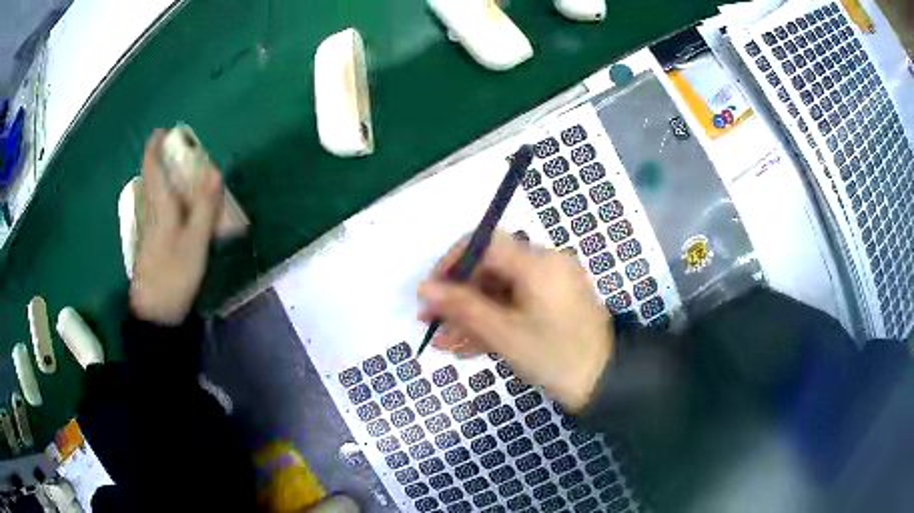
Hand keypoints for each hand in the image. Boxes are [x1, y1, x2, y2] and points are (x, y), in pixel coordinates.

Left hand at [130, 130, 222, 325]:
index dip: (155, 147)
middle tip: (184, 152)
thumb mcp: (195, 241)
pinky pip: (161, 208)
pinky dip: (170, 197)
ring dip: (168, 178)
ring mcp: (150, 228)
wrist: (156, 312)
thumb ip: (205, 206)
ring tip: (186, 174)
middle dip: (164, 160)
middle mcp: (151, 211)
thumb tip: (215, 170)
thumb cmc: (174, 274)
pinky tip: (182, 206)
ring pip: (157, 194)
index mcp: (159, 205)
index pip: (152, 167)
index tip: (163, 131)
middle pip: (153, 178)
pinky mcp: (154, 242)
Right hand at [418, 231, 613, 411]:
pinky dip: (493, 323)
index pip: (485, 244)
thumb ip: (462, 307)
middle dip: (458, 298)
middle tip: (430, 322)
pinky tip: (466, 346)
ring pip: (500, 293)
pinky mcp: (552, 304)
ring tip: (444, 342)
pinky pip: (515, 306)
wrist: (604, 383)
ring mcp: (550, 286)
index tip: (430, 290)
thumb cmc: (554, 357)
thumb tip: (424, 288)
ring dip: (471, 316)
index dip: (451, 263)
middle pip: (490, 270)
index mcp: (538, 263)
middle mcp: (545, 265)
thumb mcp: (504, 334)